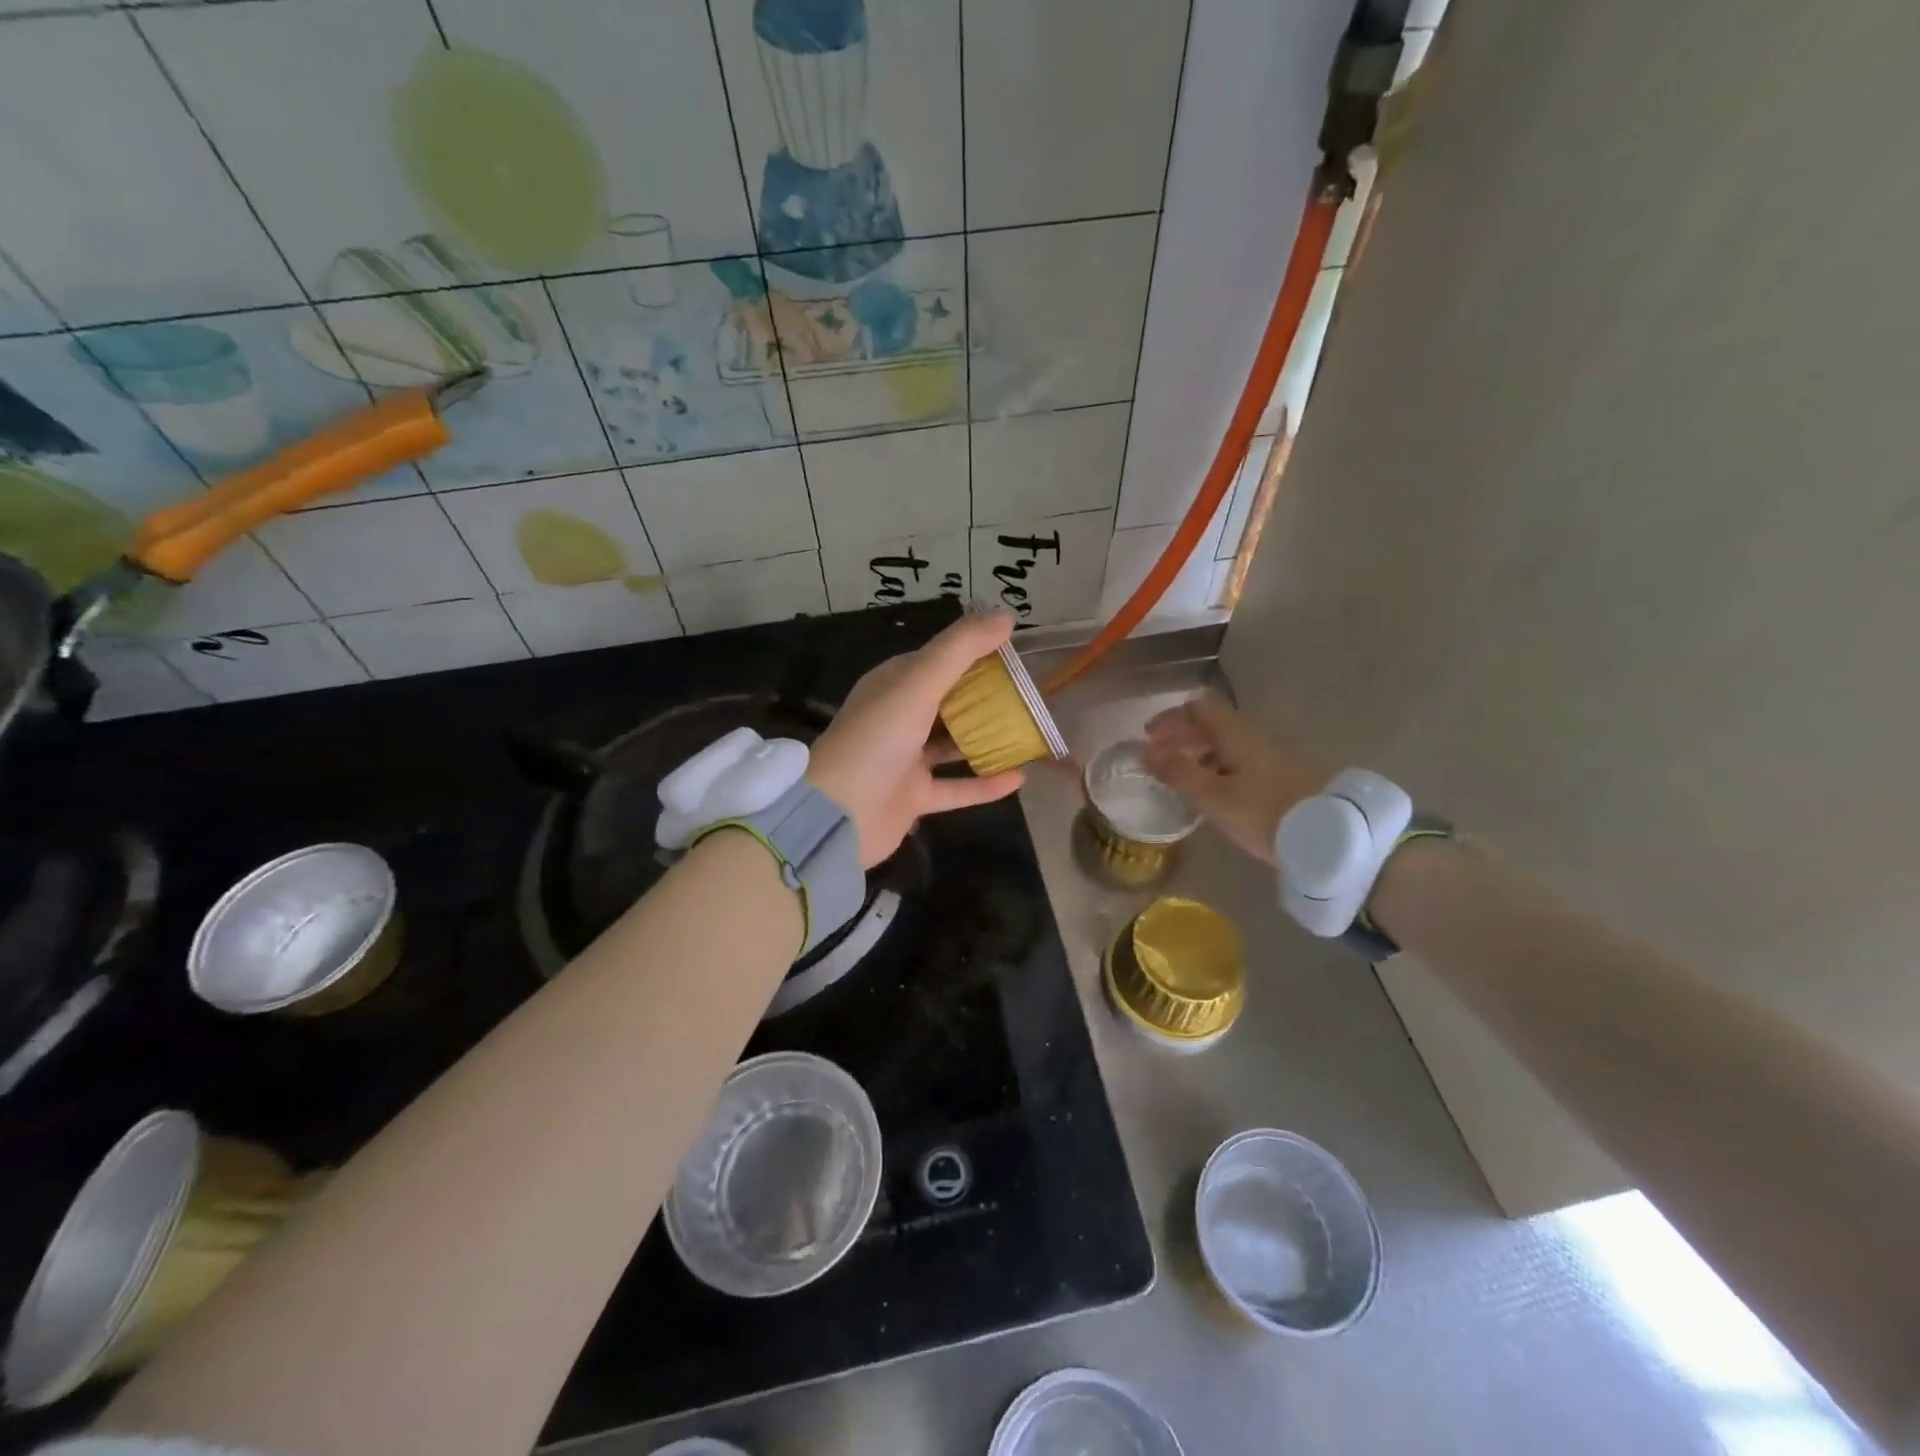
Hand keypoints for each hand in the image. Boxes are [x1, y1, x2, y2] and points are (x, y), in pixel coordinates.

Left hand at [808, 611, 1026, 865]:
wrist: (837, 814)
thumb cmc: (877, 739)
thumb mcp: (918, 683)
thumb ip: (960, 649)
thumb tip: (1005, 616)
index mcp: (893, 685)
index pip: (938, 660)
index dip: (973, 652)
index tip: (1014, 651)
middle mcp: (899, 718)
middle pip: (948, 701)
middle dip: (985, 696)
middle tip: (1030, 692)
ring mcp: (906, 760)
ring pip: (953, 744)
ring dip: (986, 738)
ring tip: (1028, 730)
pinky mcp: (914, 797)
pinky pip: (957, 788)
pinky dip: (985, 784)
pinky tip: (1019, 777)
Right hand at [1142, 694, 1324, 863]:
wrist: (1332, 836)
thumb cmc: (1264, 812)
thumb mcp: (1213, 796)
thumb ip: (1178, 772)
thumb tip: (1146, 751)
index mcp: (1237, 733)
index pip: (1200, 707)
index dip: (1171, 718)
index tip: (1148, 736)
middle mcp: (1257, 736)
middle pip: (1215, 724)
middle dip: (1183, 736)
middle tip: (1160, 757)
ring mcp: (1276, 756)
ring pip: (1230, 744)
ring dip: (1202, 753)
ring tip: (1184, 778)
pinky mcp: (1287, 777)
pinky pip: (1244, 761)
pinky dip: (1221, 767)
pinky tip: (1218, 792)